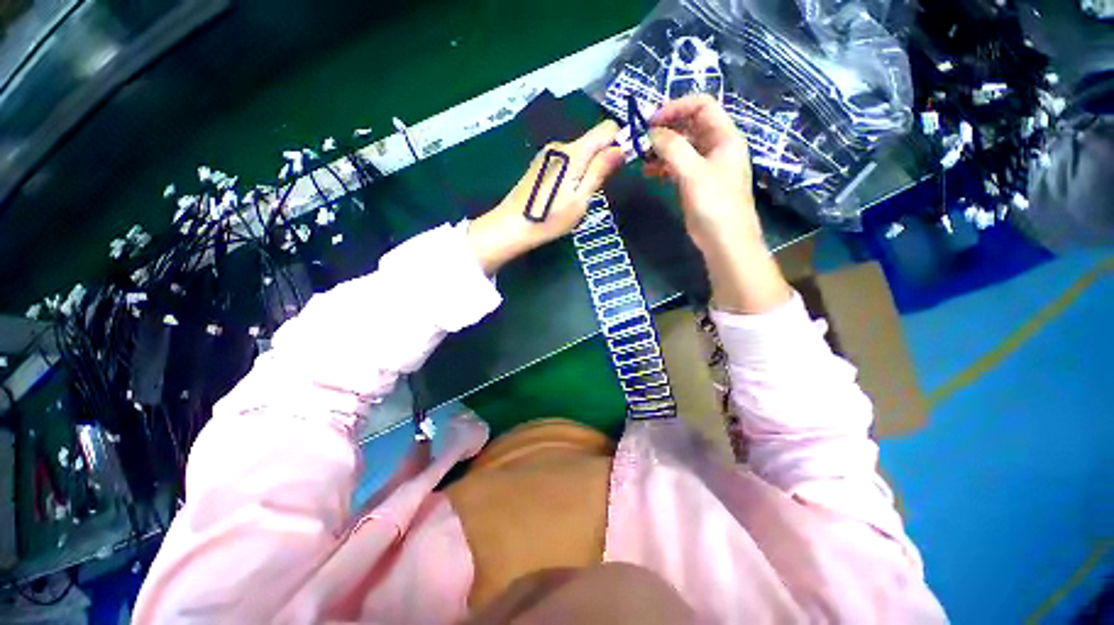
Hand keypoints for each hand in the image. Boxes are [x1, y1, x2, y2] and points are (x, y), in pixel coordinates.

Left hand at [469, 121, 623, 273]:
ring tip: (579, 196)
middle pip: (593, 140)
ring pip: (580, 152)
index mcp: (574, 152)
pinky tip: (564, 193)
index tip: (624, 164)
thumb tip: (622, 148)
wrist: (511, 226)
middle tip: (599, 190)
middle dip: (604, 158)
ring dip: (588, 167)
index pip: (607, 128)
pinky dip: (574, 171)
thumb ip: (600, 171)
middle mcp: (561, 145)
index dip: (621, 141)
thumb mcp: (580, 199)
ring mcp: (548, 154)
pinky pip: (567, 160)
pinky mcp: (540, 164)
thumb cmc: (549, 218)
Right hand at [645, 94, 760, 254]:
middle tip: (640, 139)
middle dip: (665, 129)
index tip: (651, 121)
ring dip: (660, 149)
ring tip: (640, 157)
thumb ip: (672, 148)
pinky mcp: (694, 183)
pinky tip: (648, 172)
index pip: (701, 106)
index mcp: (724, 137)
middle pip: (689, 126)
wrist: (724, 241)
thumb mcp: (693, 172)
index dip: (676, 108)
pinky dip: (662, 166)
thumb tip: (651, 132)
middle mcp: (716, 147)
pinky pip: (677, 166)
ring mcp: (704, 166)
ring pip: (680, 147)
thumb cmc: (714, 204)